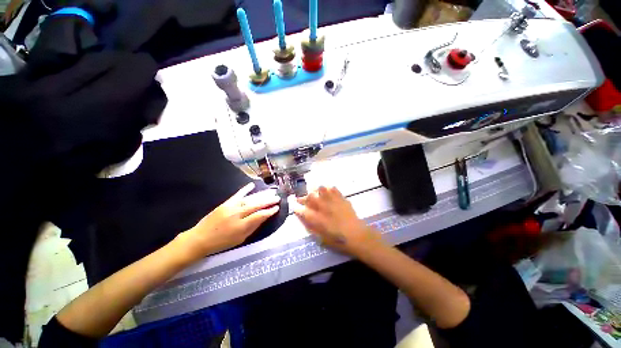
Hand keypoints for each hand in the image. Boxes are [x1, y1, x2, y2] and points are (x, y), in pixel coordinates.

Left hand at [178, 183, 279, 260]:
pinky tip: (252, 185)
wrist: (200, 238)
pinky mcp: (225, 203)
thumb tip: (264, 217)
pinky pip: (237, 195)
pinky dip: (245, 189)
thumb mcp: (240, 239)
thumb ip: (253, 227)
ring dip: (261, 195)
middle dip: (268, 201)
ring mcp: (231, 207)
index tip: (277, 208)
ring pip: (249, 199)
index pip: (260, 216)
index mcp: (241, 226)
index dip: (269, 211)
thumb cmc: (222, 242)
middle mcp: (237, 214)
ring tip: (270, 193)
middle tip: (277, 198)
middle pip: (256, 205)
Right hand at [294, 186, 381, 255]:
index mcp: (316, 218)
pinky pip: (333, 189)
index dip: (297, 208)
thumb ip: (311, 226)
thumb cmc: (338, 240)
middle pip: (310, 196)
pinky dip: (329, 190)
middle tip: (303, 200)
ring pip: (321, 188)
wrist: (356, 235)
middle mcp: (322, 207)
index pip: (301, 210)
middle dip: (304, 198)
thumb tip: (304, 218)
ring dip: (317, 191)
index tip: (295, 207)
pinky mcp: (341, 198)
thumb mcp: (321, 238)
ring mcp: (332, 201)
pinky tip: (329, 194)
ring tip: (317, 195)